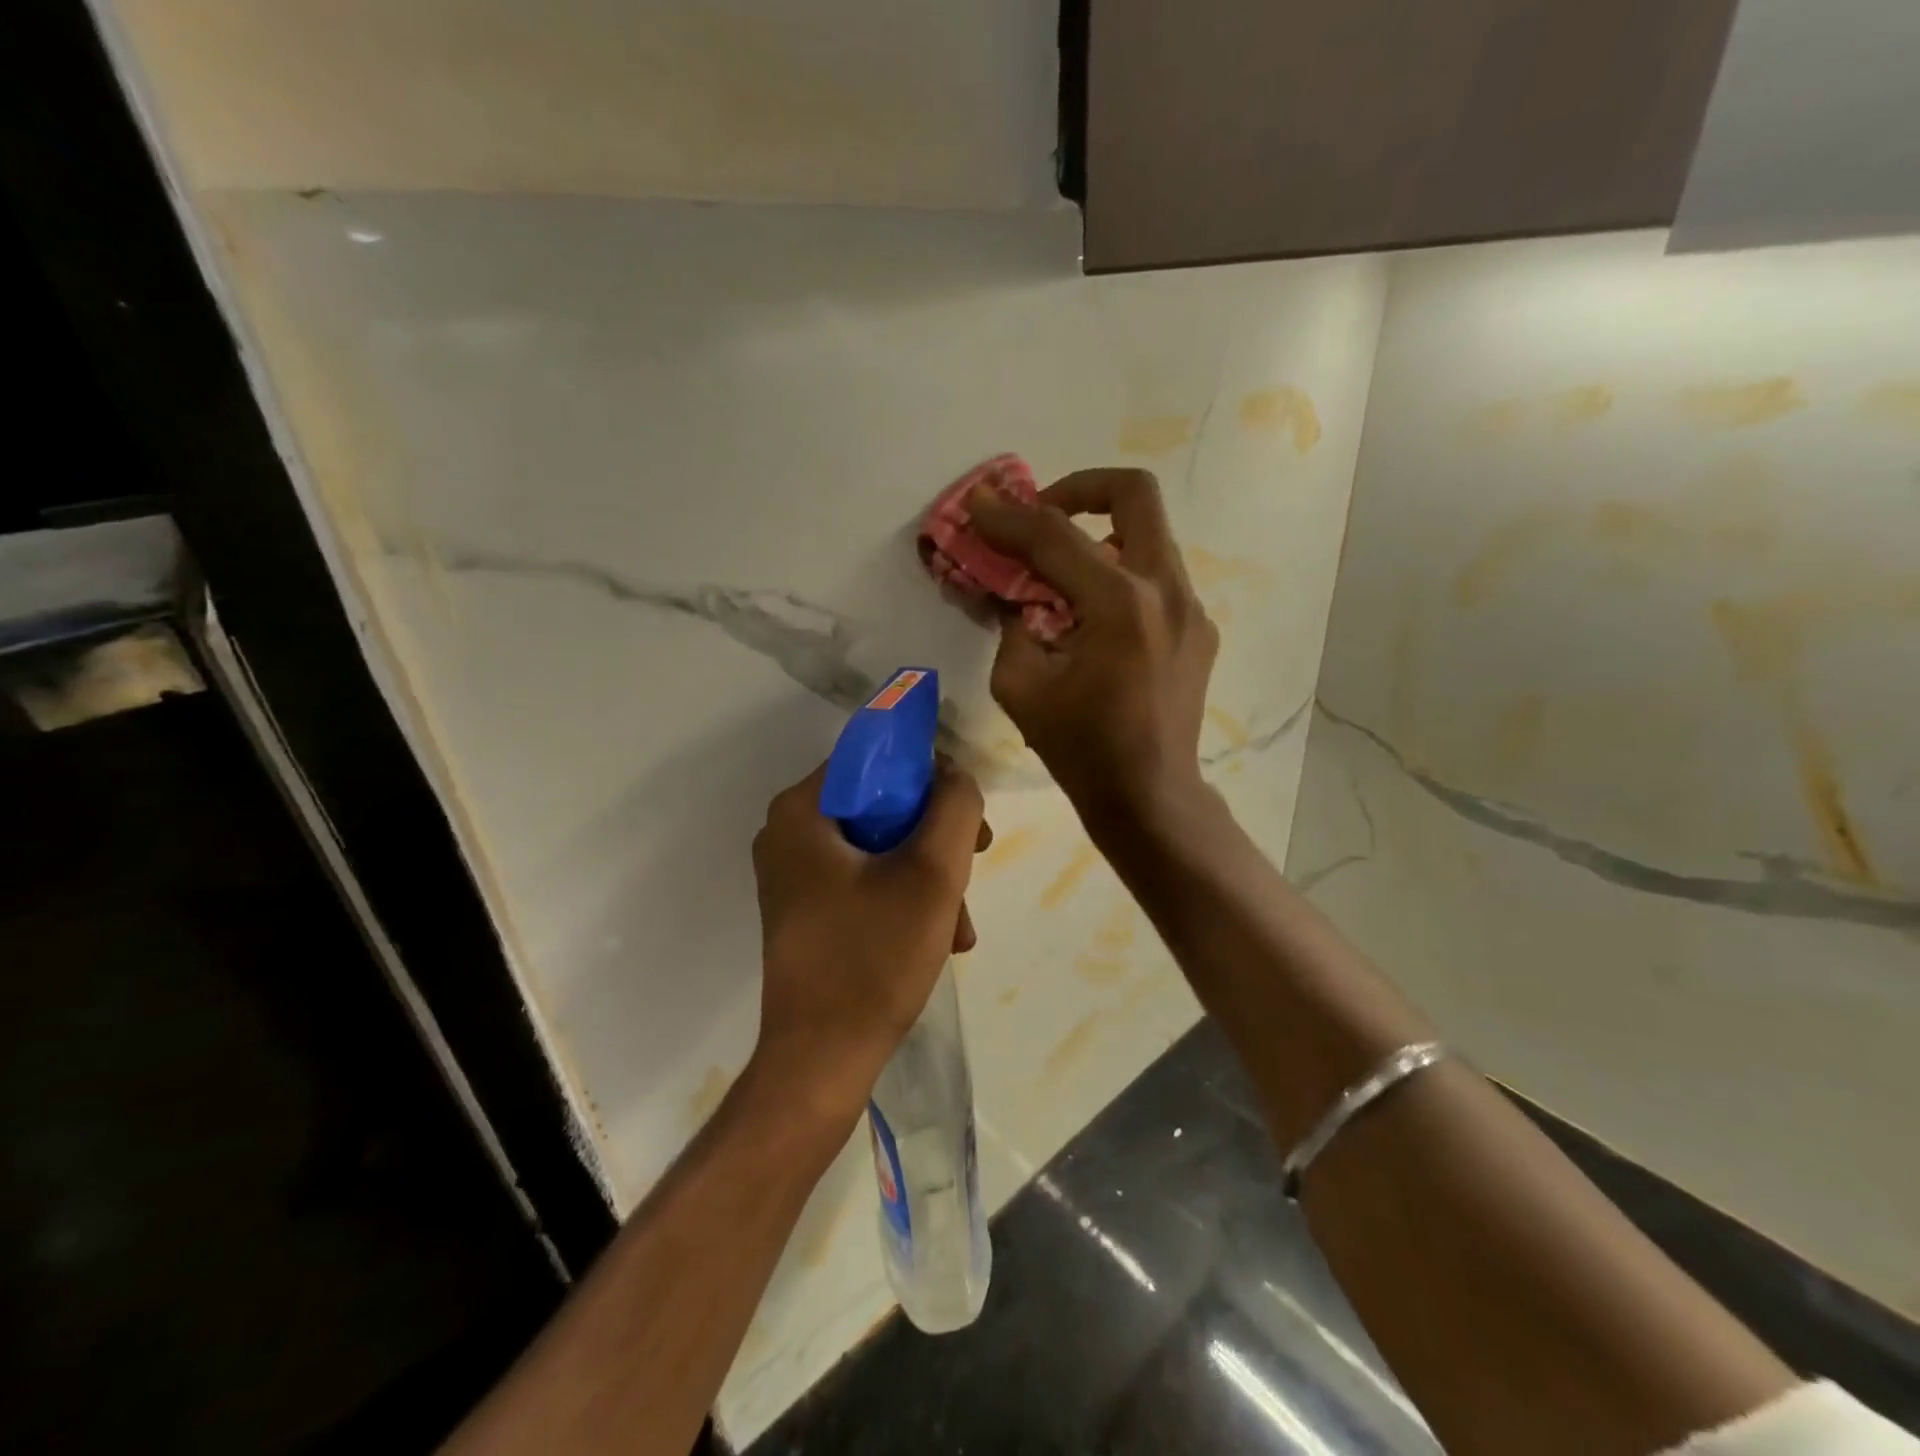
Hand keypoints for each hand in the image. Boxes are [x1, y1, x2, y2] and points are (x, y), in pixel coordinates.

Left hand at [750, 758, 987, 1125]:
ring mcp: (794, 875)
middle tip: (973, 866)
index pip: (876, 760)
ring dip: (928, 878)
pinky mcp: (806, 910)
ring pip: (880, 848)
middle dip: (936, 839)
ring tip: (960, 926)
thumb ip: (954, 806)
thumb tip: (953, 776)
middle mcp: (788, 833)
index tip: (967, 816)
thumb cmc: (873, 958)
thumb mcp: (931, 873)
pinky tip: (940, 939)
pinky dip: (905, 900)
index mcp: (802, 810)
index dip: (930, 778)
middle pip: (881, 807)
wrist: (822, 1061)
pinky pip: (865, 881)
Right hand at [970, 468, 1218, 833]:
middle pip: (1134, 493)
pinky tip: (1093, 617)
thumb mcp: (1020, 686)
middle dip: (1080, 489)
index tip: (979, 504)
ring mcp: (1193, 607)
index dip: (1008, 516)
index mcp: (1120, 604)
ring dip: (1101, 535)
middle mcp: (1166, 590)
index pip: (1054, 535)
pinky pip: (1157, 577)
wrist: (1149, 796)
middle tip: (1043, 514)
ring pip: (1149, 534)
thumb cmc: (1080, 749)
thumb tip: (1009, 590)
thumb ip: (1011, 623)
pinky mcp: (1200, 628)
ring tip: (1061, 574)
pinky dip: (1120, 576)